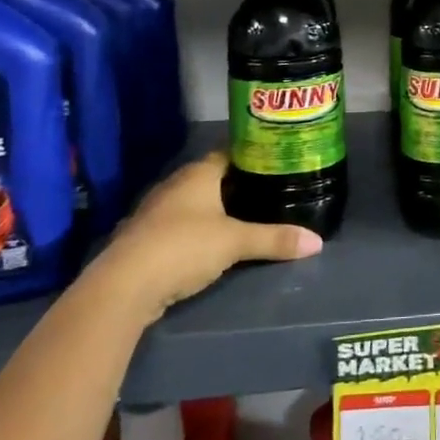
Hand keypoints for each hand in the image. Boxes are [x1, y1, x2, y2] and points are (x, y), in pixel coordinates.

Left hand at [98, 151, 321, 321]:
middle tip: (269, 191)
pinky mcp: (145, 239)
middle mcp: (175, 185)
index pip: (229, 153)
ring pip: (193, 203)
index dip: (252, 156)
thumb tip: (317, 242)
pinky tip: (212, 243)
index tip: (276, 163)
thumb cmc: (183, 247)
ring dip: (214, 209)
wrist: (122, 287)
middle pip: (211, 178)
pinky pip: (179, 226)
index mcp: (197, 174)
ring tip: (246, 217)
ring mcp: (155, 212)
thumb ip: (275, 239)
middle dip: (237, 184)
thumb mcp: (236, 242)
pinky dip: (196, 230)